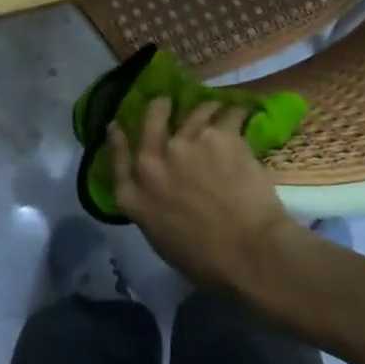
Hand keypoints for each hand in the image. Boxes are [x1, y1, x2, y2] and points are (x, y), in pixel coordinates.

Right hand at [108, 97, 302, 293]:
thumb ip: (153, 209)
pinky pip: (229, 114)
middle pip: (151, 119)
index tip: (116, 124)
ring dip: (205, 108)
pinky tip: (243, 112)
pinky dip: (236, 113)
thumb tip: (162, 196)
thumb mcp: (162, 241)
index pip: (117, 158)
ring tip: (216, 107)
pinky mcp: (220, 135)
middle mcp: (153, 162)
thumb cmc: (206, 261)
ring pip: (195, 111)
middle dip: (160, 107)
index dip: (117, 139)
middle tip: (168, 101)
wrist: (248, 251)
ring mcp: (186, 143)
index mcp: (134, 195)